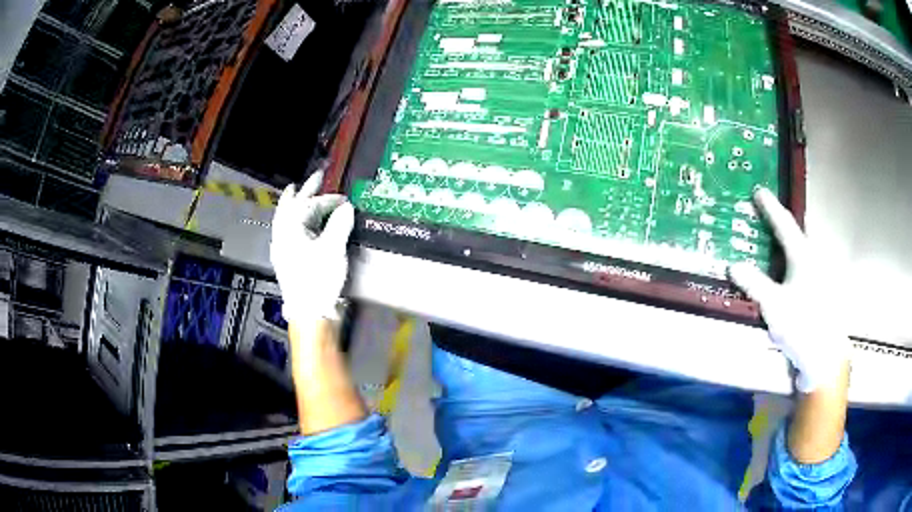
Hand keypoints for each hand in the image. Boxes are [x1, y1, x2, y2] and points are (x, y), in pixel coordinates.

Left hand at [270, 171, 354, 324]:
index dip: (329, 200)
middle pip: (292, 206)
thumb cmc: (319, 279)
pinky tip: (295, 224)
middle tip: (317, 177)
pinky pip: (285, 231)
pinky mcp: (286, 260)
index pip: (310, 206)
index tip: (345, 200)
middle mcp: (282, 235)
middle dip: (304, 191)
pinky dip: (292, 221)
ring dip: (294, 204)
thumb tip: (347, 208)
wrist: (309, 312)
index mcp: (291, 229)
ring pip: (285, 218)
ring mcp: (281, 248)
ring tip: (296, 192)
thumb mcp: (333, 250)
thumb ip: (339, 224)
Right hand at [728, 187, 849, 392]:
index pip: (784, 223)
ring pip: (803, 253)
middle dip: (781, 226)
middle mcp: (815, 259)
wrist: (826, 356)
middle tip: (766, 220)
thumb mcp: (773, 306)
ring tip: (775, 249)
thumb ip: (754, 283)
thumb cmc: (801, 326)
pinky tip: (789, 278)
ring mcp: (821, 275)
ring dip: (788, 247)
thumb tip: (733, 265)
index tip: (759, 191)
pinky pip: (806, 269)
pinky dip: (794, 266)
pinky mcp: (823, 292)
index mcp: (803, 255)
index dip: (770, 207)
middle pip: (796, 235)